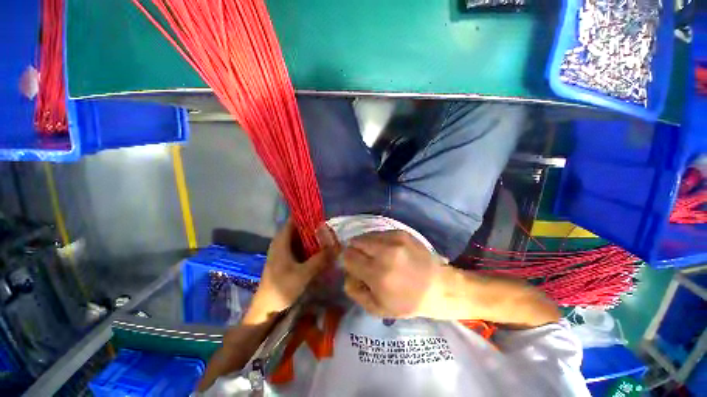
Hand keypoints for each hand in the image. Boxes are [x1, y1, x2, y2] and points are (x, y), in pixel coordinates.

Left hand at [248, 220, 335, 319]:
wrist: (266, 309)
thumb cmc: (281, 289)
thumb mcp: (304, 273)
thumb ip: (320, 259)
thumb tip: (337, 246)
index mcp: (281, 241)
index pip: (295, 220)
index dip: (308, 217)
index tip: (324, 219)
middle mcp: (281, 242)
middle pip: (299, 229)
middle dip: (314, 229)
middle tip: (330, 232)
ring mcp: (283, 251)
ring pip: (300, 238)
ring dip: (313, 238)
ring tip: (328, 239)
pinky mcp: (286, 259)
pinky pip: (300, 247)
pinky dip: (309, 247)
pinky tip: (320, 251)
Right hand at [341, 230, 447, 318]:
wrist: (438, 286)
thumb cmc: (407, 302)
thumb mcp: (377, 308)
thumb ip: (355, 291)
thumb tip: (346, 272)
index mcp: (378, 275)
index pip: (348, 257)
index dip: (347, 261)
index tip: (353, 266)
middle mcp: (385, 253)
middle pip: (355, 241)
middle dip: (354, 250)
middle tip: (363, 259)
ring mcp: (394, 239)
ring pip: (366, 235)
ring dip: (365, 244)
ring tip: (375, 255)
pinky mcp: (401, 232)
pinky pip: (379, 233)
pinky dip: (377, 241)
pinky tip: (386, 250)